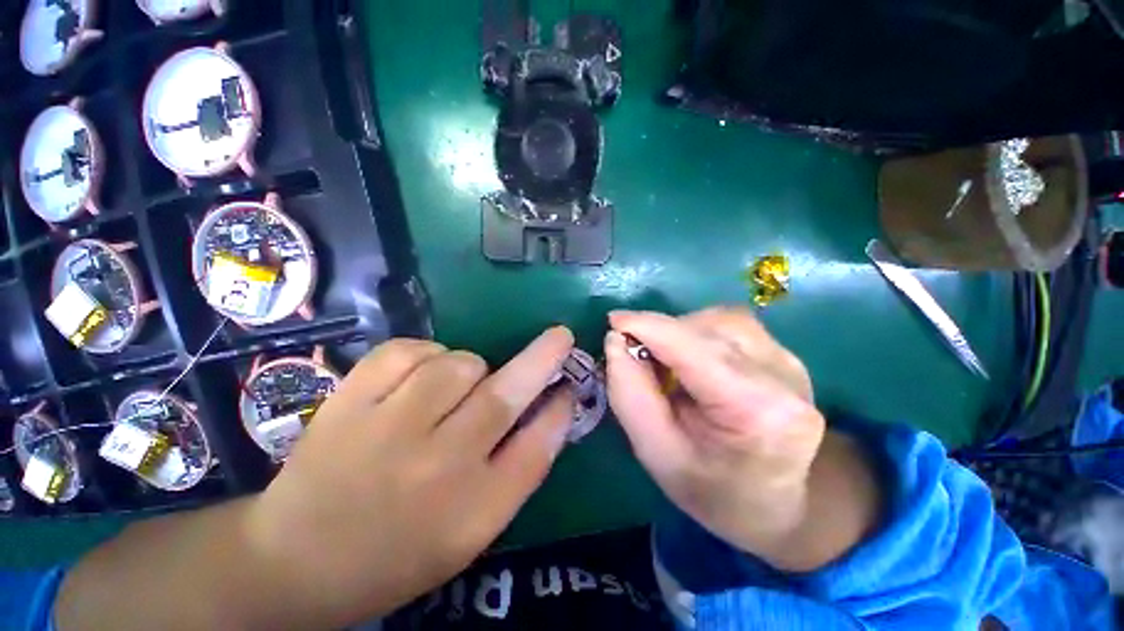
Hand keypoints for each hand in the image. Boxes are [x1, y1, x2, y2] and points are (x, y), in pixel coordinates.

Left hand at [245, 328, 575, 624]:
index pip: (537, 448)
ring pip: (458, 364)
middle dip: (542, 359)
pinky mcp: (350, 401)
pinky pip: (409, 351)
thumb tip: (550, 409)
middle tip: (561, 336)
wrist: (293, 561)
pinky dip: (426, 354)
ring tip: (454, 387)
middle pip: (504, 397)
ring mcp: (388, 430)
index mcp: (472, 513)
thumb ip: (517, 470)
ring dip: (470, 366)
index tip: (570, 385)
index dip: (559, 410)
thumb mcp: (471, 530)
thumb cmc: (395, 554)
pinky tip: (419, 376)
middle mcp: (437, 468)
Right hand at [606, 308, 843, 568]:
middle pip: (706, 327)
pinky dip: (699, 334)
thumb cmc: (711, 491)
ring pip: (720, 320)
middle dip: (661, 332)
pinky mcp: (786, 356)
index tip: (613, 322)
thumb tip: (616, 340)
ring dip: (681, 331)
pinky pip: (732, 326)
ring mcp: (791, 362)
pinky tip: (693, 361)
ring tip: (667, 361)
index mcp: (754, 410)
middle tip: (636, 353)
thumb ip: (629, 394)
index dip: (647, 326)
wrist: (779, 505)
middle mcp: (781, 376)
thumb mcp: (656, 453)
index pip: (692, 347)